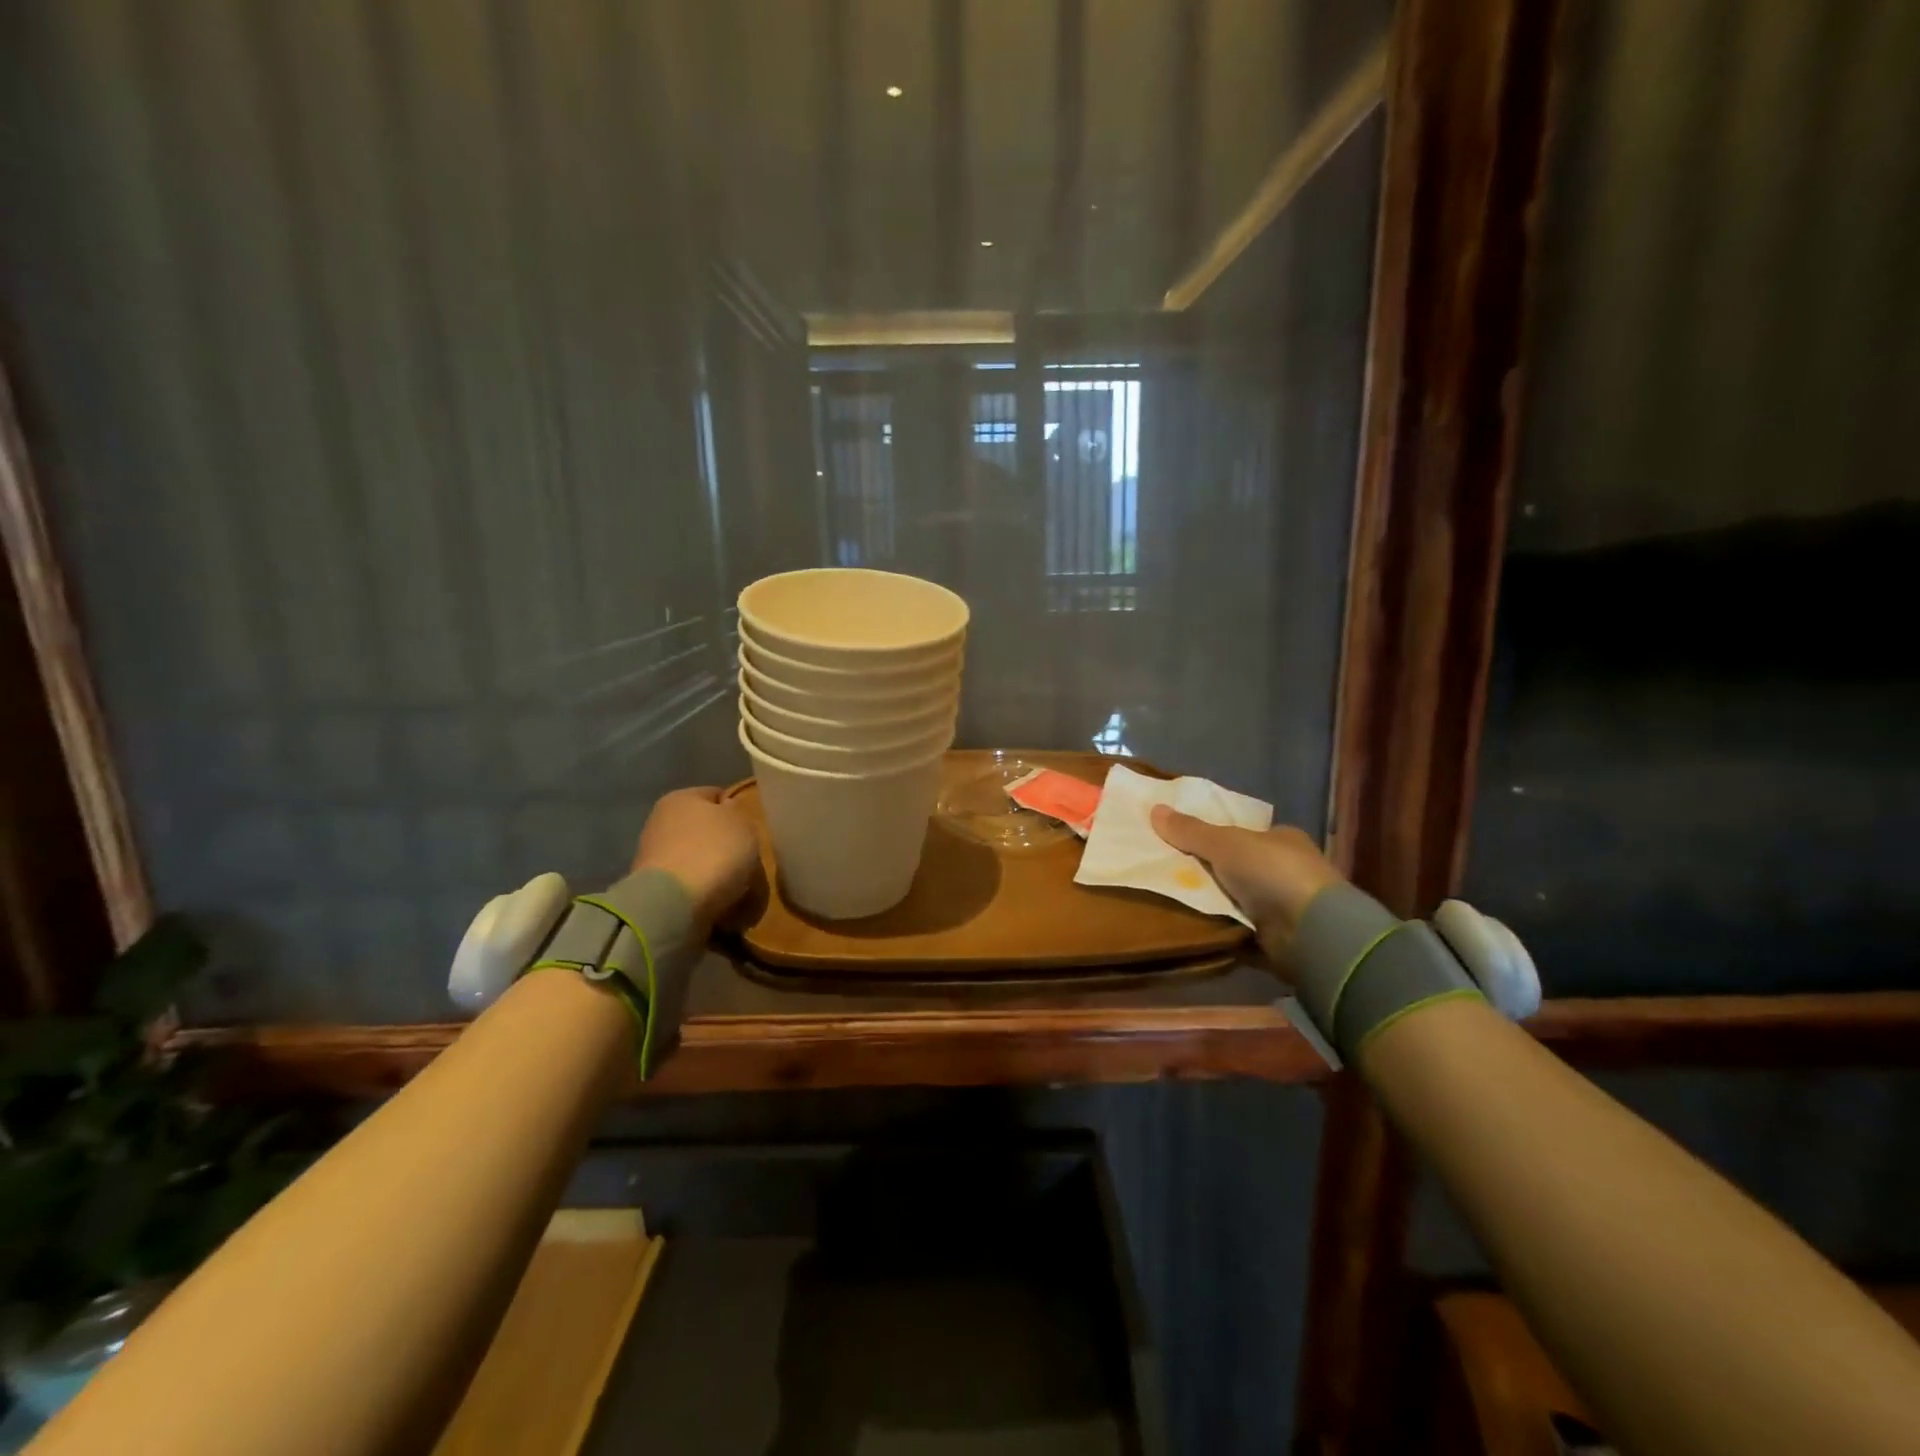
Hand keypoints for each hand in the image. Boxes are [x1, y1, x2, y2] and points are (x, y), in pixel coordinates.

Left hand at [633, 787, 759, 923]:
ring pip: (698, 859)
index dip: (738, 811)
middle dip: (726, 846)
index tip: (754, 832)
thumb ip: (740, 814)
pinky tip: (719, 903)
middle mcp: (661, 821)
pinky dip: (704, 892)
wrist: (673, 904)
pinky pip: (689, 885)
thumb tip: (728, 812)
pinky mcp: (653, 889)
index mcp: (681, 797)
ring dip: (716, 871)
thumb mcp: (744, 824)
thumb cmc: (713, 852)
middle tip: (749, 862)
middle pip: (705, 830)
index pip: (717, 795)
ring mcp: (653, 857)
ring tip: (738, 889)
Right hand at [1149, 807, 1344, 966]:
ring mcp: (1285, 906)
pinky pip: (1238, 929)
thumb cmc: (1272, 873)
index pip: (1244, 835)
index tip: (1183, 844)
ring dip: (1212, 902)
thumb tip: (1154, 809)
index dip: (1215, 837)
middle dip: (1208, 871)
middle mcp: (1286, 871)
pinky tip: (1192, 927)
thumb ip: (1190, 830)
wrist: (1311, 931)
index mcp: (1282, 841)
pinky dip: (1219, 928)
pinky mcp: (1278, 938)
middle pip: (1237, 867)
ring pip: (1236, 899)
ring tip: (1171, 899)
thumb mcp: (1224, 843)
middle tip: (1169, 873)